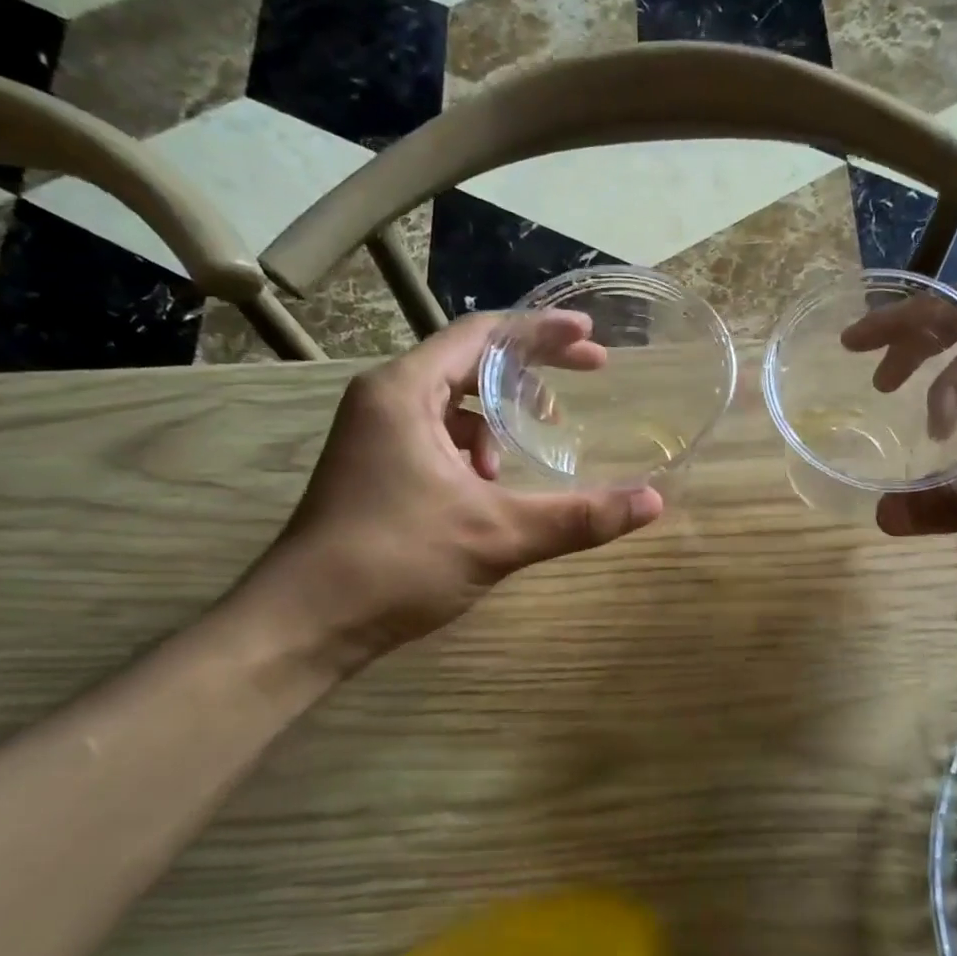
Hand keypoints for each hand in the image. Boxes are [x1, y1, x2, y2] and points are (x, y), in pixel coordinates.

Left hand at [245, 313, 662, 670]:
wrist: (302, 624)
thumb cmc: (394, 562)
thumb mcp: (497, 535)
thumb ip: (578, 517)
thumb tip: (653, 502)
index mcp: (405, 392)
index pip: (483, 335)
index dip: (542, 331)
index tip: (593, 338)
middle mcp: (385, 400)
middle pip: (470, 361)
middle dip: (532, 369)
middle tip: (590, 375)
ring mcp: (375, 435)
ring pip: (453, 402)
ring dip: (500, 416)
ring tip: (534, 446)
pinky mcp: (375, 468)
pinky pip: (437, 435)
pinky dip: (474, 447)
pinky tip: (491, 485)